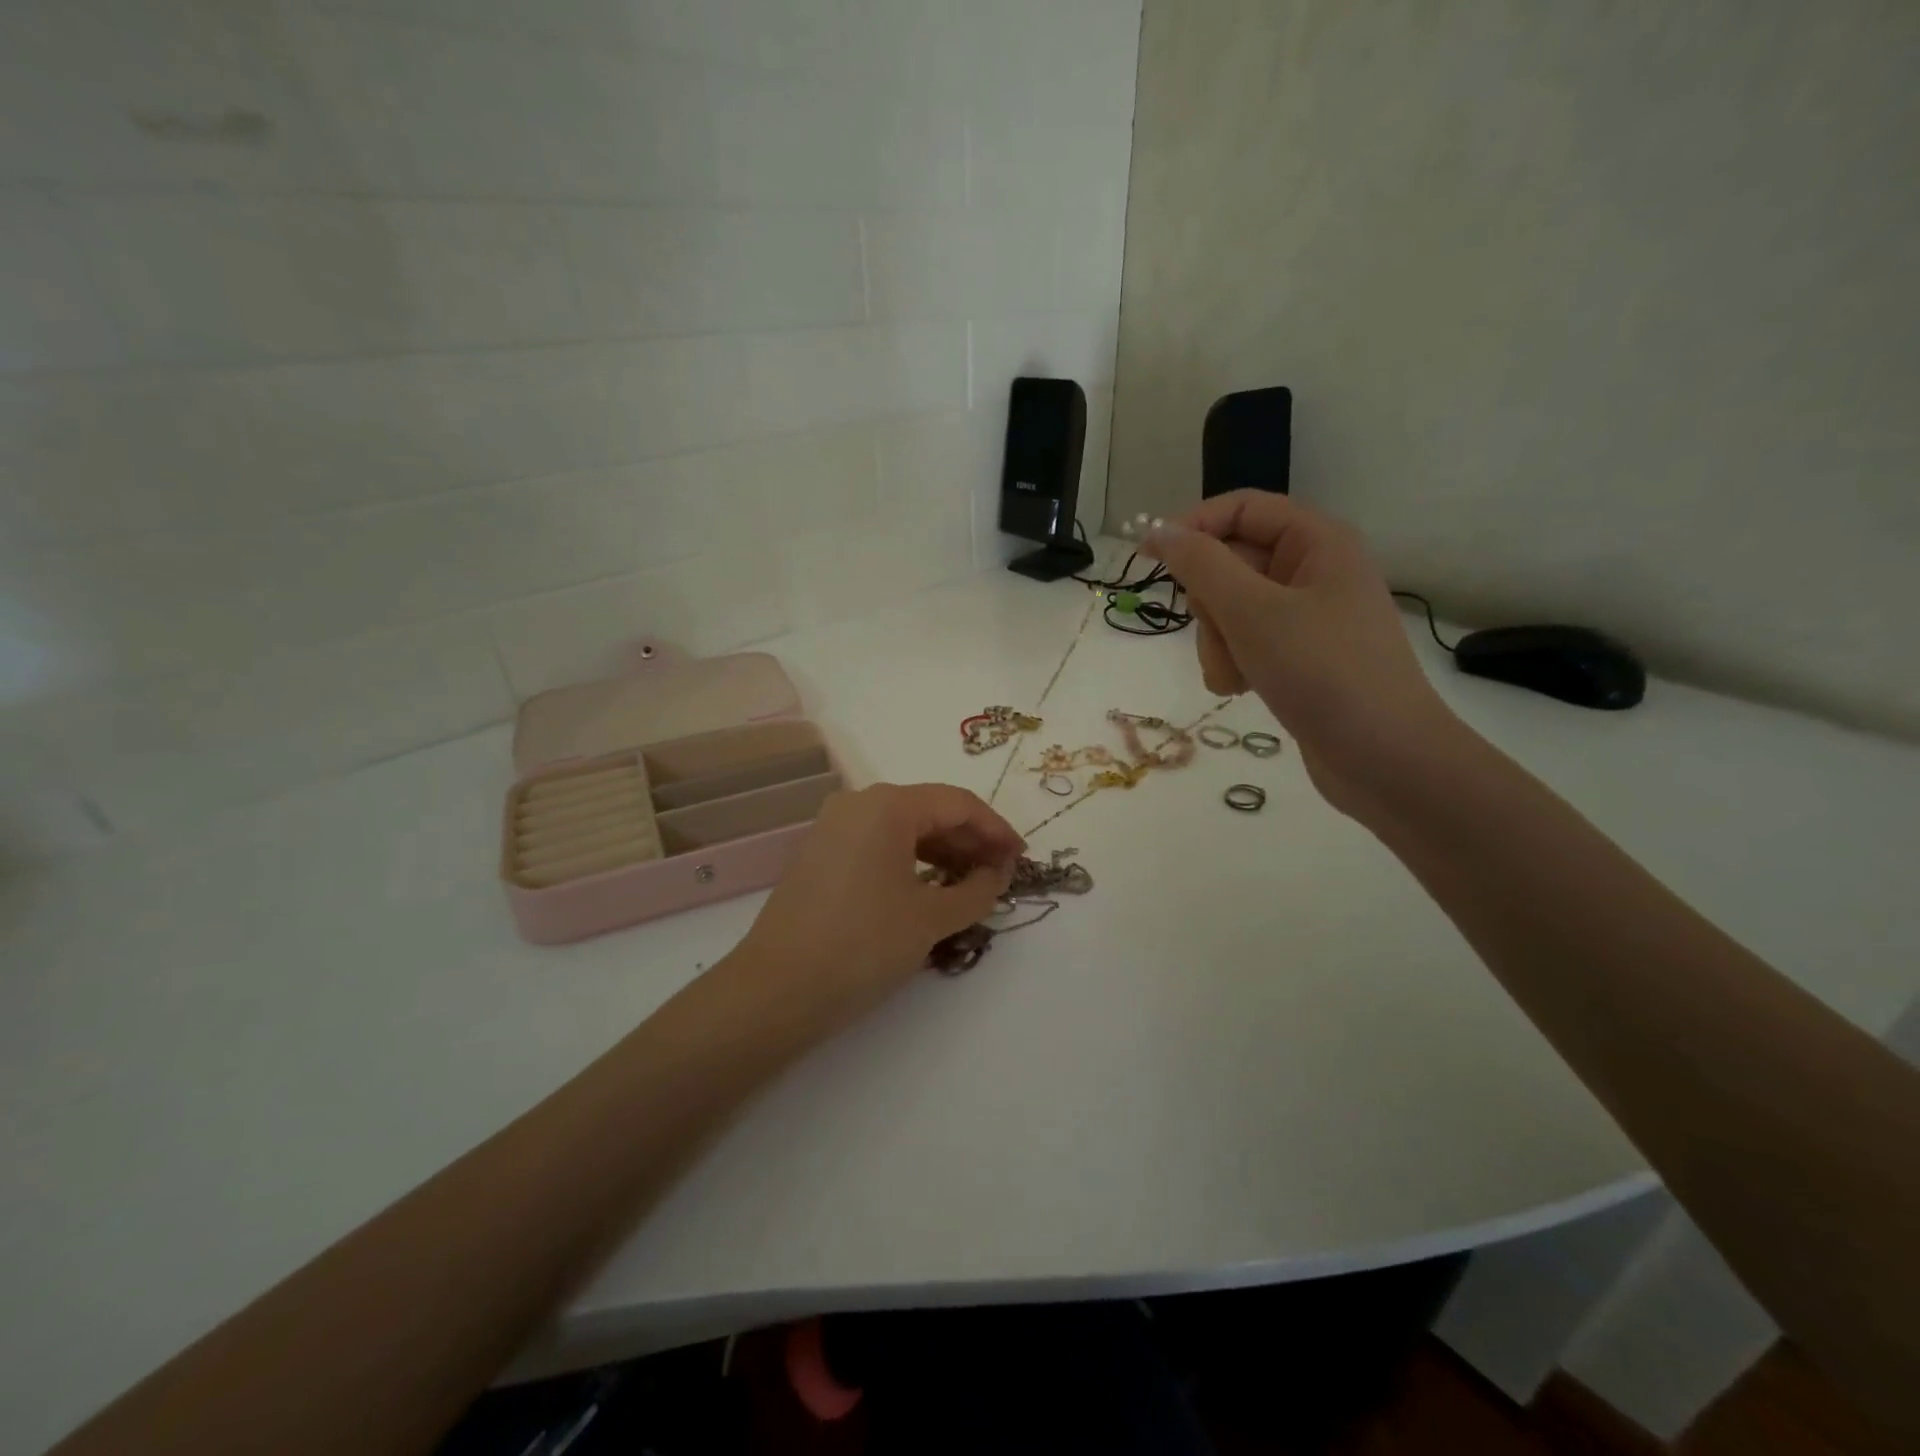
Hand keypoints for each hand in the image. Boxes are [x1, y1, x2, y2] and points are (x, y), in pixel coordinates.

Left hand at [731, 783, 1024, 1022]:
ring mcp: (833, 828)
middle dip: (971, 841)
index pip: (958, 803)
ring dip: (943, 853)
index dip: (997, 830)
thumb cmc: (862, 946)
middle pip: (930, 811)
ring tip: (973, 885)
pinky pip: (878, 845)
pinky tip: (931, 889)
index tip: (1022, 859)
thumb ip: (976, 891)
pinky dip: (911, 862)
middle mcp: (858, 803)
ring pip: (903, 829)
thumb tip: (997, 874)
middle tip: (1002, 875)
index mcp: (887, 805)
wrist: (775, 991)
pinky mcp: (821, 855)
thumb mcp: (931, 919)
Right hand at [1142, 490, 1459, 816]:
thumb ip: (1201, 566)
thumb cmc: (1323, 672)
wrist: (1384, 759)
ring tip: (1234, 675)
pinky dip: (1233, 663)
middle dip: (1210, 603)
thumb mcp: (1252, 612)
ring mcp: (1306, 617)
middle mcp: (1313, 571)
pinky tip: (1241, 689)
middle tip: (1218, 632)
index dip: (1193, 526)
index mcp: (1317, 542)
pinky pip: (1246, 643)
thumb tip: (1158, 530)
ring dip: (1218, 642)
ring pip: (1231, 609)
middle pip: (1231, 563)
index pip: (1241, 509)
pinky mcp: (1298, 656)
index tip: (1149, 559)